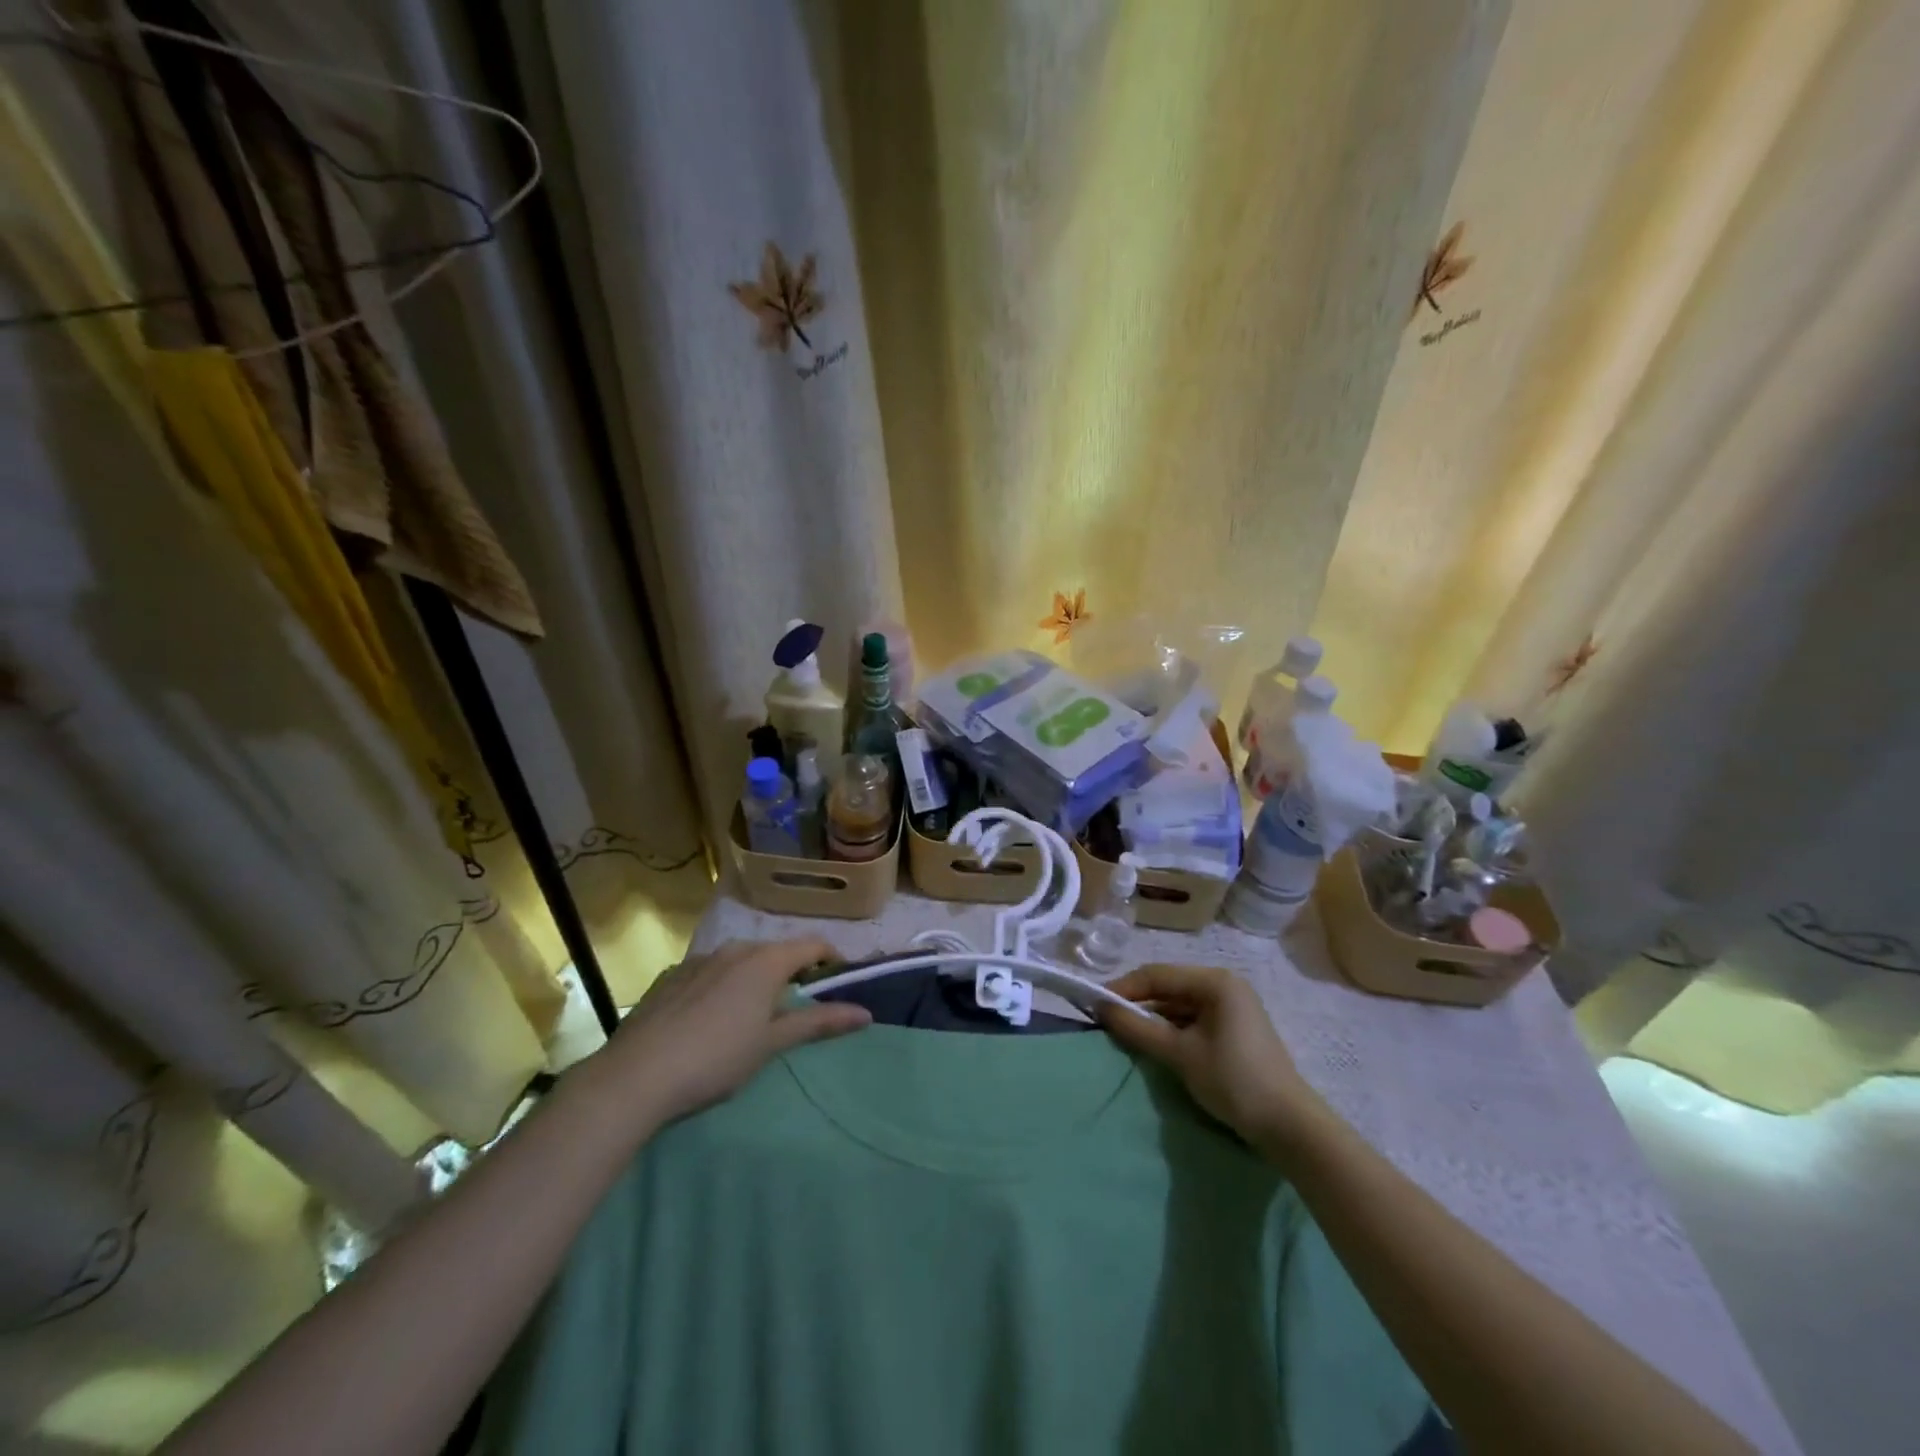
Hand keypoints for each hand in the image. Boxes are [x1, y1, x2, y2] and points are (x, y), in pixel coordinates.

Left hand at [599, 939, 870, 1125]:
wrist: (635, 1076)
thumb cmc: (716, 1058)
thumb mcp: (772, 1043)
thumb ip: (818, 1022)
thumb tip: (865, 1013)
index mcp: (765, 960)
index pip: (813, 945)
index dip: (831, 961)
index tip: (838, 985)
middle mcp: (735, 948)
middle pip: (777, 952)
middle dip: (792, 973)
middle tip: (796, 1010)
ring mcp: (700, 960)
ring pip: (742, 961)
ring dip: (756, 980)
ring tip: (753, 1017)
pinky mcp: (672, 976)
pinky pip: (712, 972)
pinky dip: (724, 986)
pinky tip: (711, 1021)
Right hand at [1096, 964, 1325, 1156]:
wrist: (1289, 1126)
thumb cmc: (1233, 1080)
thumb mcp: (1180, 1053)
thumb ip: (1138, 1027)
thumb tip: (1100, 1007)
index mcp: (1215, 981)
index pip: (1158, 975)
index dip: (1124, 988)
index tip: (1095, 1004)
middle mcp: (1225, 985)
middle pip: (1169, 986)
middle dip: (1138, 1002)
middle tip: (1107, 1019)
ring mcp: (1233, 1006)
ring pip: (1180, 1004)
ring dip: (1154, 1017)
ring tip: (1126, 1032)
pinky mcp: (1235, 1028)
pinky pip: (1194, 1018)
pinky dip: (1172, 1028)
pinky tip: (1156, 1043)